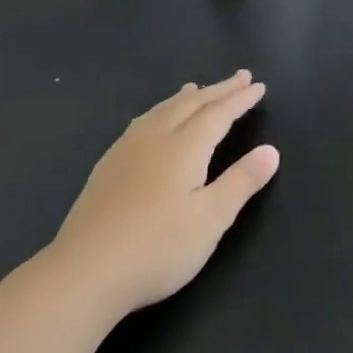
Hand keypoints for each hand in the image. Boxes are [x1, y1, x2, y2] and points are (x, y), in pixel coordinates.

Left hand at [42, 72, 279, 318]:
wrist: (81, 276)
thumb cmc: (156, 248)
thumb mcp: (211, 220)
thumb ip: (242, 182)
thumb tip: (271, 151)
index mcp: (184, 147)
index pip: (219, 113)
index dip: (240, 99)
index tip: (258, 85)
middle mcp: (156, 138)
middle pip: (191, 103)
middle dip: (218, 89)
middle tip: (240, 77)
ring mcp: (126, 151)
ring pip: (162, 110)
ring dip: (186, 97)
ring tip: (196, 88)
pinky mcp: (106, 169)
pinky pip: (141, 123)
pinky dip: (159, 111)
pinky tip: (152, 123)